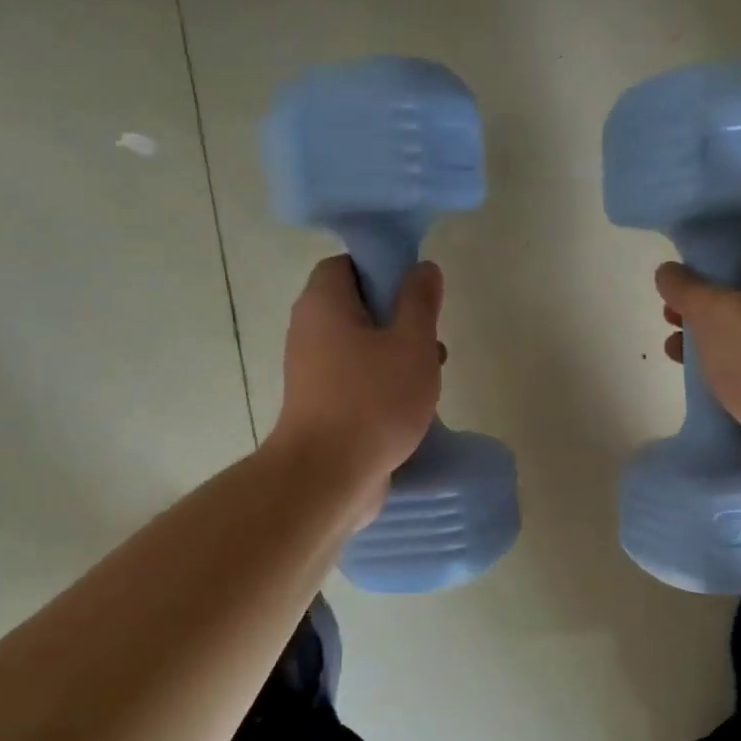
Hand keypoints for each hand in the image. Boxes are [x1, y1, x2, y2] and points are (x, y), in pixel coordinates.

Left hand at [269, 255, 444, 509]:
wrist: (329, 475)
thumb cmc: (374, 401)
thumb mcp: (412, 344)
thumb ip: (420, 302)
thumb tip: (422, 268)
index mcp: (324, 304)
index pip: (346, 265)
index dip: (382, 270)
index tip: (415, 291)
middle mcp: (309, 331)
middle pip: (356, 308)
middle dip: (397, 319)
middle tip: (429, 338)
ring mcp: (311, 373)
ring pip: (359, 348)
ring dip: (395, 356)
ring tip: (431, 376)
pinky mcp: (320, 407)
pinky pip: (354, 381)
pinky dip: (381, 385)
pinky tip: (412, 407)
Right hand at [657, 239, 740, 510]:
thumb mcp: (718, 314)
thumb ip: (689, 289)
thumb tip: (668, 271)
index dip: (711, 254)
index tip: (675, 269)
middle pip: (740, 295)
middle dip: (699, 303)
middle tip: (667, 314)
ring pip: (738, 337)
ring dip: (703, 341)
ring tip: (670, 350)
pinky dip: (716, 375)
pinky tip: (693, 385)